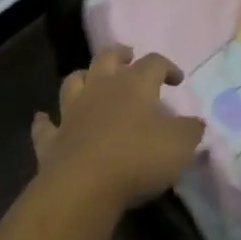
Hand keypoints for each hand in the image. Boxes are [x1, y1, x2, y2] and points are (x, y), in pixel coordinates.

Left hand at [30, 47, 205, 212]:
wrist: (83, 185)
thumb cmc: (138, 158)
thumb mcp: (179, 146)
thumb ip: (191, 131)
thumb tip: (197, 122)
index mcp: (135, 84)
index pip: (154, 63)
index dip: (167, 66)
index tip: (177, 79)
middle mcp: (101, 88)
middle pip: (108, 57)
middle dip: (120, 54)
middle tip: (129, 56)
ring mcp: (72, 111)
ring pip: (73, 81)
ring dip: (82, 78)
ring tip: (90, 80)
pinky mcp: (51, 139)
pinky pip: (44, 126)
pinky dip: (44, 121)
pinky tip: (43, 119)